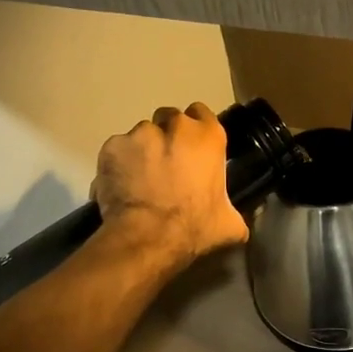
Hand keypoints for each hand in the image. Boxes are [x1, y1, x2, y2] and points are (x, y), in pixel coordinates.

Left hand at [92, 102, 248, 270]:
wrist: (147, 237)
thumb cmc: (193, 226)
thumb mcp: (228, 223)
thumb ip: (234, 214)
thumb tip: (240, 225)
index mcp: (208, 136)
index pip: (202, 113)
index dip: (196, 130)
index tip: (192, 148)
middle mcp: (175, 125)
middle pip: (169, 119)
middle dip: (167, 136)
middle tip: (166, 165)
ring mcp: (140, 133)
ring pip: (141, 134)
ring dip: (142, 150)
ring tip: (140, 179)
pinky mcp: (112, 146)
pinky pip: (117, 150)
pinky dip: (119, 163)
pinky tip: (121, 185)